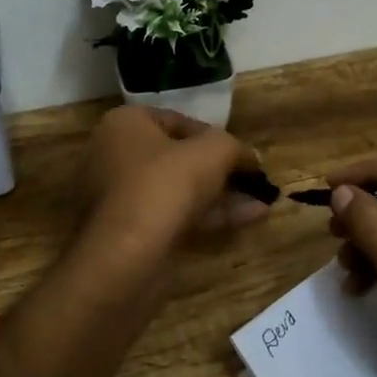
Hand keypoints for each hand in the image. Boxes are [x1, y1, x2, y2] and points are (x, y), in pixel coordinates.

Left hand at [76, 105, 269, 280]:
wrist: (126, 256)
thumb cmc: (165, 184)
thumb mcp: (213, 152)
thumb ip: (234, 147)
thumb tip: (250, 157)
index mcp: (124, 124)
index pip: (177, 121)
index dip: (214, 135)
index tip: (241, 153)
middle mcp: (114, 156)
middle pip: (177, 157)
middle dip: (219, 169)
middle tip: (252, 178)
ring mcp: (119, 198)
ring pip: (178, 190)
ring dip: (221, 194)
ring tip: (262, 200)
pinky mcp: (129, 233)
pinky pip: (174, 215)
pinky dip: (209, 216)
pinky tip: (249, 218)